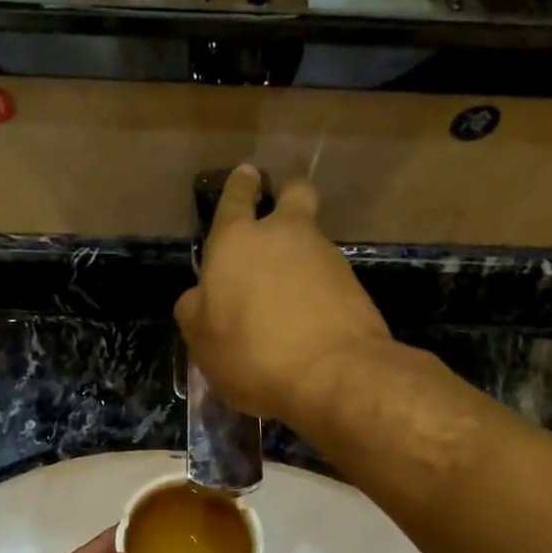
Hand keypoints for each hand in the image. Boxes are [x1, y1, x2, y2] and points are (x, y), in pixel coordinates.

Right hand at [174, 164, 391, 421]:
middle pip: (293, 196)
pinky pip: (330, 278)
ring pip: (313, 241)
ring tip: (290, 301)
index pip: (236, 198)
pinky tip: (311, 323)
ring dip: (302, 259)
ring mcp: (326, 256)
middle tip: (279, 227)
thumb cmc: (251, 353)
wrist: (332, 374)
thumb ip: (196, 310)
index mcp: (236, 242)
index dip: (239, 187)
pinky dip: (319, 292)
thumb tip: (200, 296)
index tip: (246, 178)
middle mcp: (283, 236)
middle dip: (287, 201)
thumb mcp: (201, 341)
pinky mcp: (355, 285)